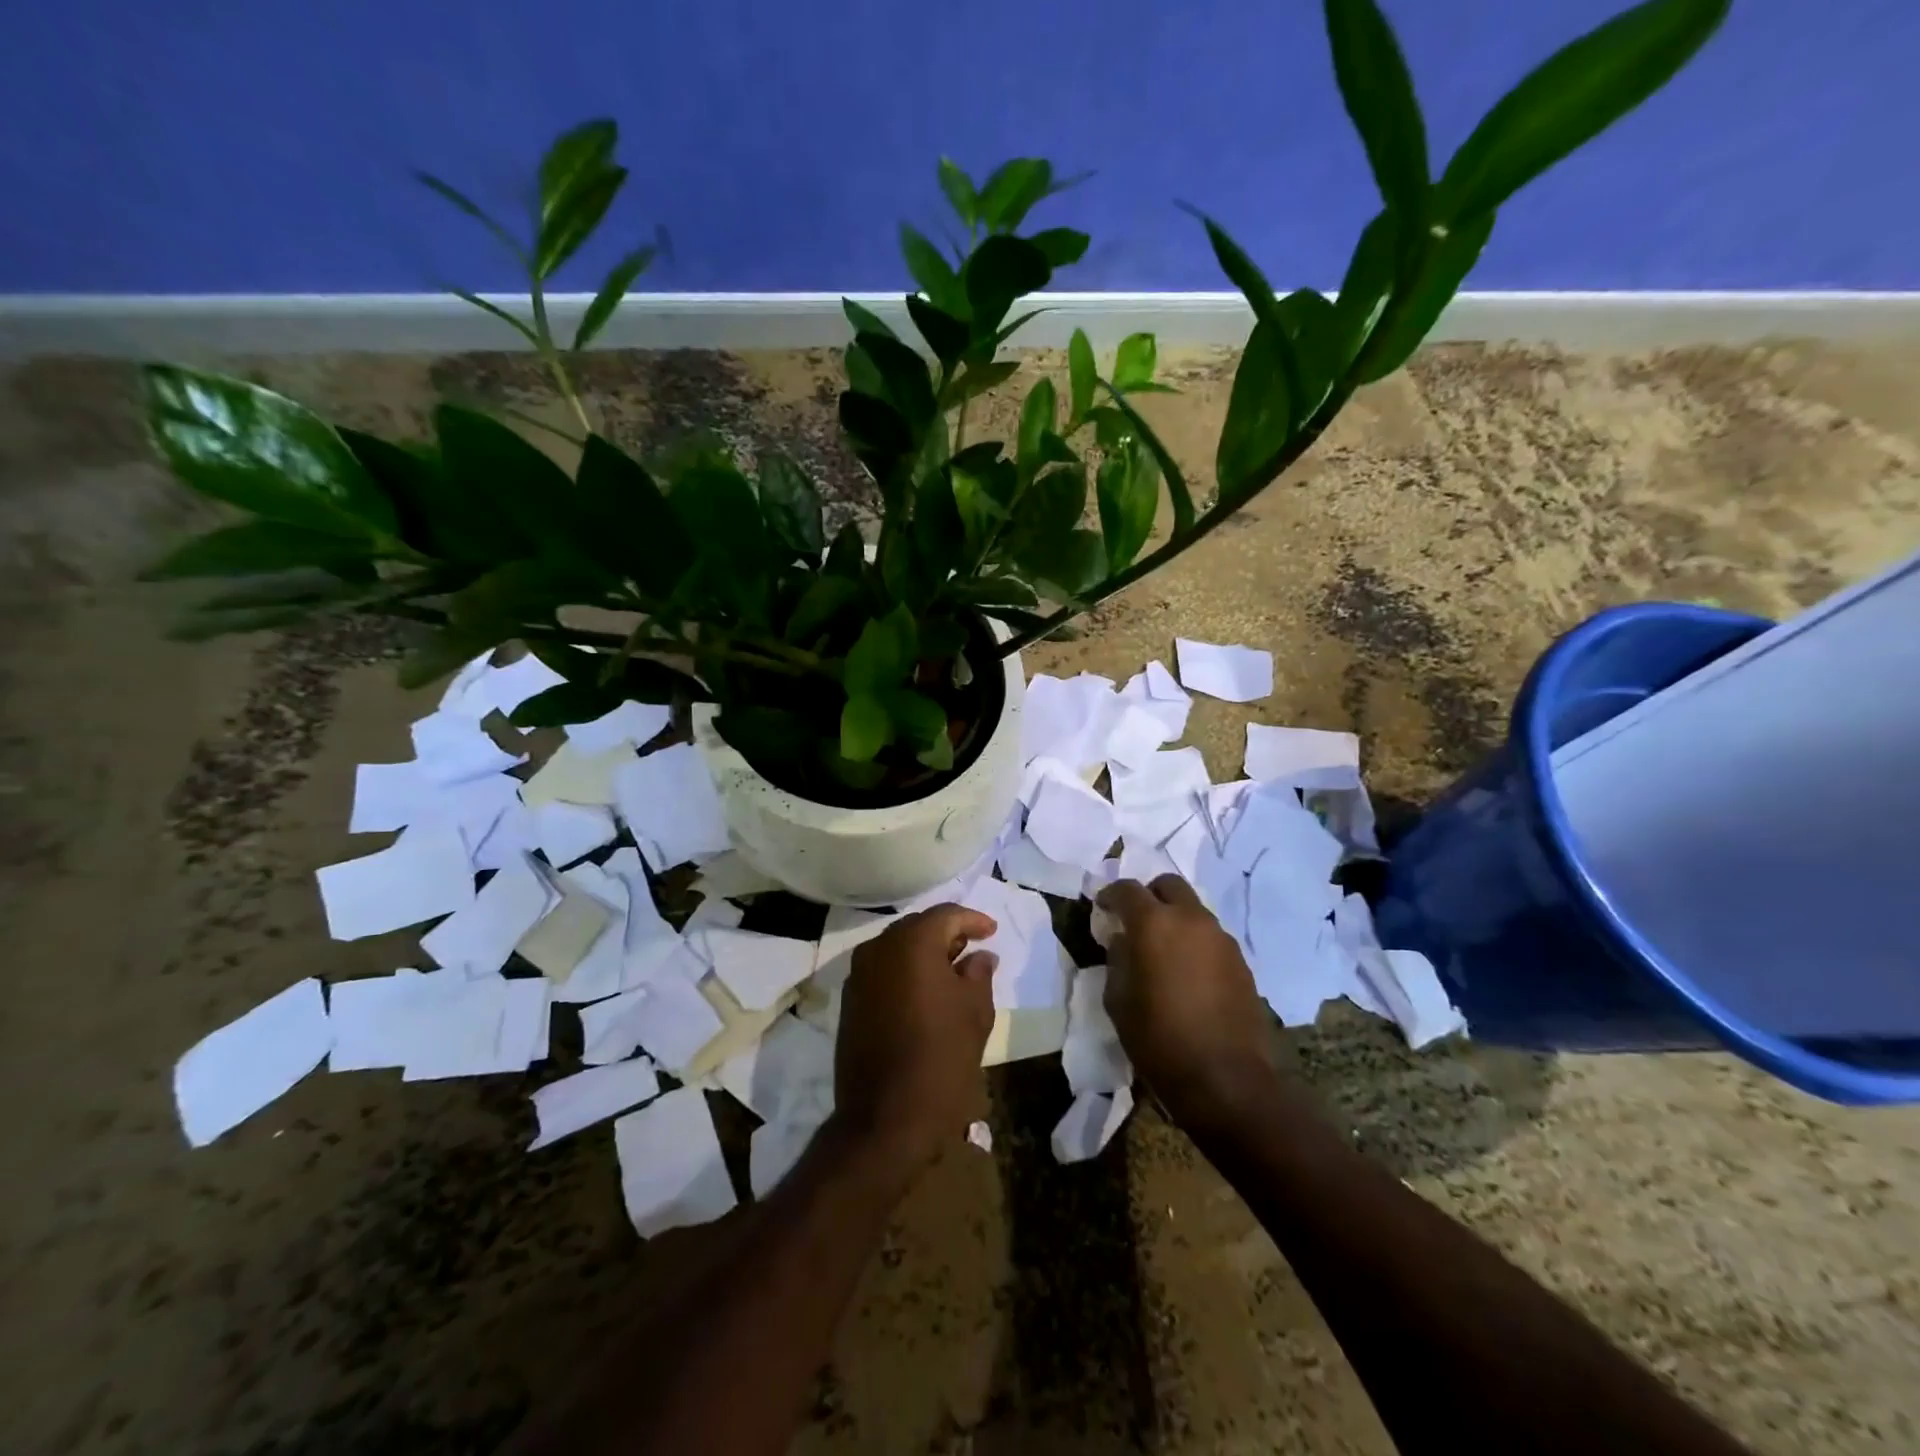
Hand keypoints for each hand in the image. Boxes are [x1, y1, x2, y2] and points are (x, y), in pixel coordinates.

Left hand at [833, 903, 997, 1180]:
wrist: (885, 1118)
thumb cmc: (941, 1058)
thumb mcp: (975, 1012)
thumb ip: (979, 974)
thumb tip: (980, 956)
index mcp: (912, 943)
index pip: (946, 915)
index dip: (972, 920)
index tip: (992, 932)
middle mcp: (879, 948)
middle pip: (918, 927)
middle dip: (947, 934)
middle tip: (973, 948)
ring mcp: (859, 975)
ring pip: (898, 948)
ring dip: (924, 953)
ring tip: (952, 971)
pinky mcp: (850, 1001)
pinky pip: (883, 971)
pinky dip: (905, 972)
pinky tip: (925, 992)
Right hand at [1097, 876, 1281, 1125]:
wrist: (1225, 1080)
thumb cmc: (1158, 1040)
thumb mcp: (1118, 1001)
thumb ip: (1117, 960)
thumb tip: (1123, 941)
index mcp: (1154, 924)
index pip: (1127, 889)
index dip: (1110, 895)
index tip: (1103, 909)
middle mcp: (1190, 919)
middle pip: (1168, 885)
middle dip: (1149, 896)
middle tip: (1136, 921)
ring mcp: (1221, 938)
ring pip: (1193, 910)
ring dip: (1175, 919)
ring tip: (1163, 951)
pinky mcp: (1241, 961)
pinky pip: (1211, 937)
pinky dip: (1195, 942)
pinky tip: (1188, 973)